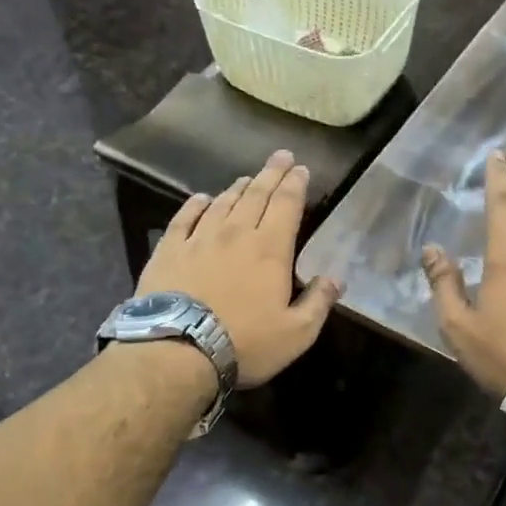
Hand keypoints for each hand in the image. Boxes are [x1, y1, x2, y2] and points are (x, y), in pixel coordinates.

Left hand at [137, 150, 341, 387]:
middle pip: (256, 195)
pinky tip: (202, 198)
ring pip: (223, 203)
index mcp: (270, 249)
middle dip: (272, 174)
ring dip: (238, 188)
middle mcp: (236, 234)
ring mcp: (199, 239)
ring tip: (248, 178)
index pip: (287, 206)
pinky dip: (196, 204)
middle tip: (281, 156)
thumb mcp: (296, 333)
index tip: (301, 168)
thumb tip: (336, 279)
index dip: (295, 185)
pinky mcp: (169, 250)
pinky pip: (184, 218)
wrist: (178, 350)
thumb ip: (318, 303)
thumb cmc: (245, 343)